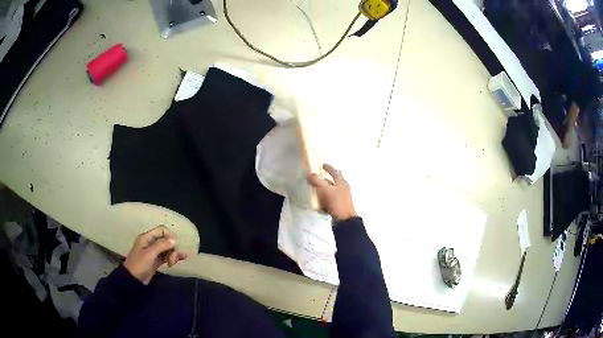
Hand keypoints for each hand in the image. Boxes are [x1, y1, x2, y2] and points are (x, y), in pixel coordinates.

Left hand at [123, 226, 187, 284]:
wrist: (133, 280)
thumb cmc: (139, 264)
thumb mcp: (150, 254)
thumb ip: (161, 245)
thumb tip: (174, 239)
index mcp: (147, 238)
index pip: (161, 230)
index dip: (170, 236)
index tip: (174, 246)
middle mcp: (151, 243)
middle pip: (166, 240)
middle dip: (172, 248)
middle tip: (172, 259)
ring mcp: (154, 252)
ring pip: (167, 249)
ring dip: (173, 254)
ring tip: (172, 263)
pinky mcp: (157, 261)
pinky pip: (167, 256)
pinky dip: (173, 257)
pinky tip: (182, 258)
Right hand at [307, 164, 356, 221]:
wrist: (344, 220)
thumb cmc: (337, 202)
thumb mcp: (326, 190)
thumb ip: (317, 181)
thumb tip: (310, 174)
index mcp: (342, 183)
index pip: (335, 172)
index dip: (329, 168)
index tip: (322, 164)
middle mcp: (342, 189)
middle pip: (333, 181)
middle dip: (325, 179)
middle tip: (317, 177)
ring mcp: (341, 198)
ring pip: (330, 191)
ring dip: (323, 189)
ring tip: (314, 189)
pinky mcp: (338, 207)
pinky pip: (329, 200)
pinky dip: (323, 199)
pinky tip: (317, 201)